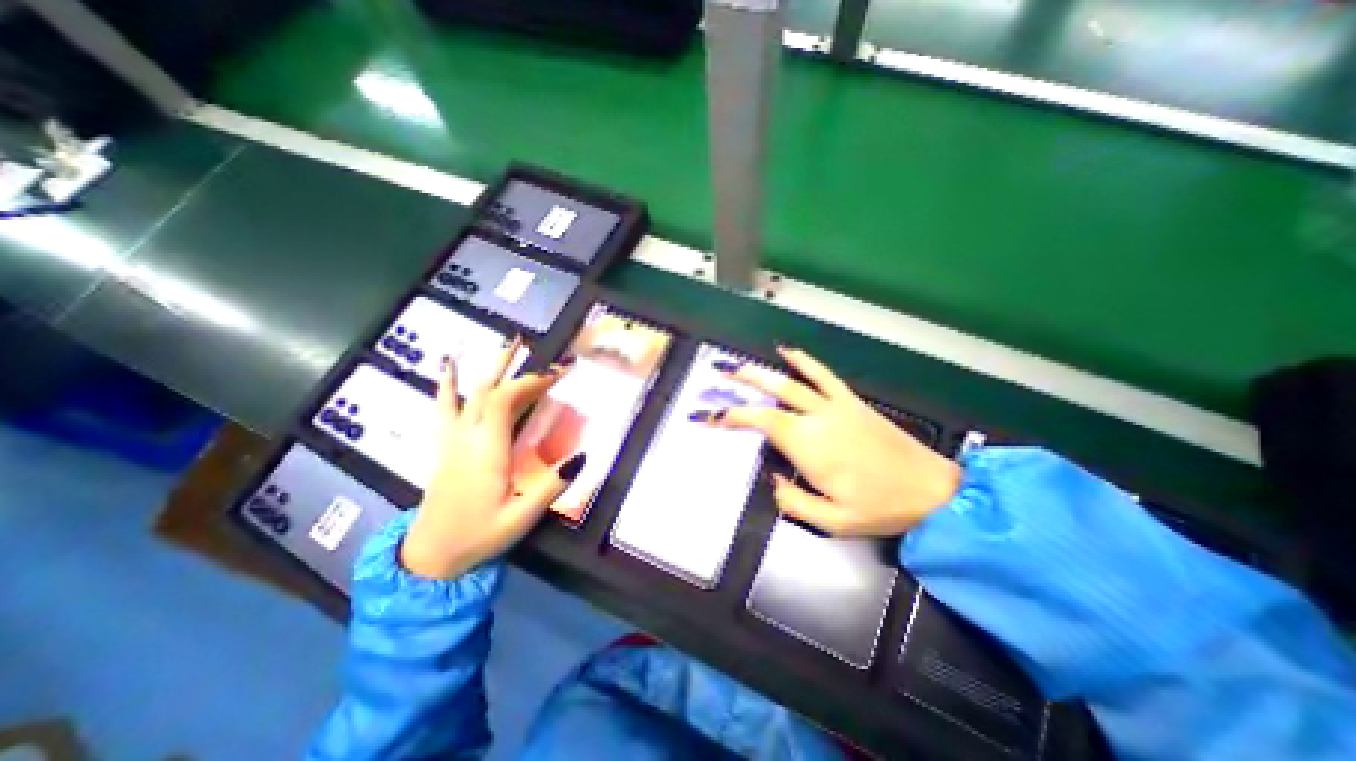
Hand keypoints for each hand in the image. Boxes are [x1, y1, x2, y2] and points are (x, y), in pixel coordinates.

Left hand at [398, 342, 586, 580]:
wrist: (431, 555)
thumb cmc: (478, 535)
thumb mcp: (521, 518)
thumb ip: (552, 487)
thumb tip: (581, 457)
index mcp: (486, 451)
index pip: (505, 401)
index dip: (531, 382)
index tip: (558, 374)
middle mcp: (467, 437)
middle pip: (491, 391)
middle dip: (519, 370)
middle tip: (541, 354)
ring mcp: (453, 439)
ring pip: (471, 393)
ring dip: (492, 367)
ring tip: (508, 344)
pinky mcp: (447, 444)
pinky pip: (445, 406)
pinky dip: (448, 382)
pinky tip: (449, 364)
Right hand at [699, 343, 962, 534]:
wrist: (932, 491)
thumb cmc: (881, 508)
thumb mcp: (832, 521)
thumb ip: (793, 501)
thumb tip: (772, 480)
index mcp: (809, 446)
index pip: (761, 422)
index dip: (733, 416)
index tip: (712, 416)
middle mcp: (817, 419)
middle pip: (772, 394)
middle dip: (741, 383)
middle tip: (719, 375)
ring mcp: (835, 406)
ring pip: (791, 382)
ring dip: (762, 371)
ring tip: (740, 364)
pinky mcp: (851, 401)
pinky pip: (823, 375)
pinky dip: (804, 361)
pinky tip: (788, 351)